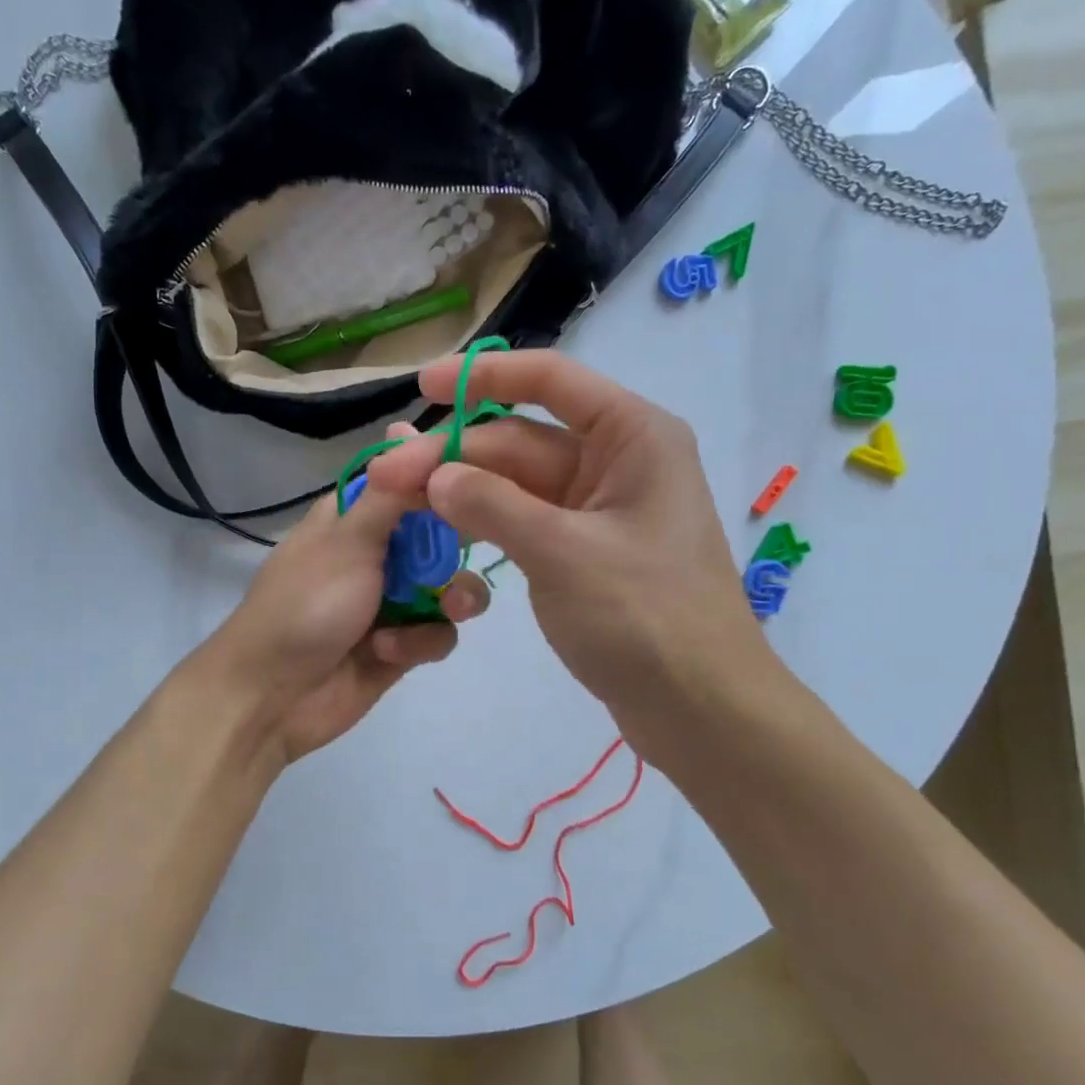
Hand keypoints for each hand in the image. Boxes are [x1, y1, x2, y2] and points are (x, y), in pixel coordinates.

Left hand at [203, 424, 490, 765]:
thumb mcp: (347, 540)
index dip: (451, 475)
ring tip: (447, 609)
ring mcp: (393, 599)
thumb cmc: (305, 606)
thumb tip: (407, 426)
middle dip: (463, 545)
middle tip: (481, 546)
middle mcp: (380, 551)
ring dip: (454, 598)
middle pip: (446, 532)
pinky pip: (439, 633)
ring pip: (453, 586)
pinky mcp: (403, 645)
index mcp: (358, 515)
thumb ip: (390, 492)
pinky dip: (419, 642)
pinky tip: (388, 652)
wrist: (271, 697)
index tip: (488, 476)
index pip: (414, 477)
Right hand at [367, 351, 782, 768]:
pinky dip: (484, 523)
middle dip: (454, 454)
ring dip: (461, 490)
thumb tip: (435, 476)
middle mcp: (616, 462)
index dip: (483, 376)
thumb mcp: (563, 554)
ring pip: (516, 484)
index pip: (550, 380)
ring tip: (398, 501)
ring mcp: (597, 511)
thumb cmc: (646, 619)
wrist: (700, 709)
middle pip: (520, 440)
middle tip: (384, 477)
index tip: (424, 383)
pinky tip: (440, 528)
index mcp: (632, 437)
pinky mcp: (582, 553)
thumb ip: (494, 506)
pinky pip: (524, 522)